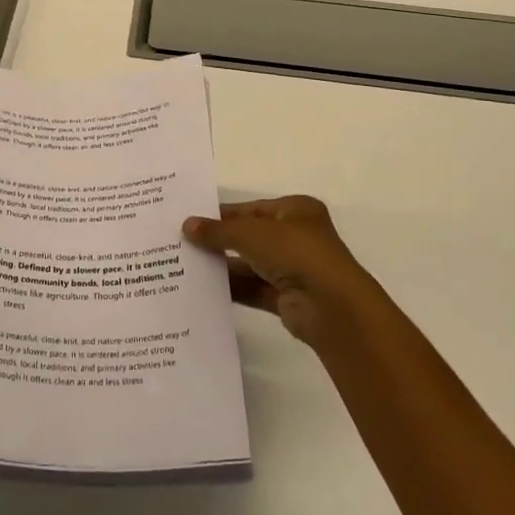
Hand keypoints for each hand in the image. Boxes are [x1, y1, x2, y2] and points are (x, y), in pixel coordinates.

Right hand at [184, 196, 376, 348]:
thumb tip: (187, 225)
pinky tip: (203, 289)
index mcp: (296, 210)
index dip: (222, 213)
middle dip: (220, 241)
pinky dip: (232, 288)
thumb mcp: (250, 233)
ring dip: (224, 266)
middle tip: (183, 242)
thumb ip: (218, 230)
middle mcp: (297, 237)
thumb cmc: (295, 252)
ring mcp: (294, 269)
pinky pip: (254, 289)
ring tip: (187, 265)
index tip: (191, 219)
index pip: (252, 208)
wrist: (331, 306)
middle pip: (250, 236)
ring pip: (251, 264)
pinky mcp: (288, 299)